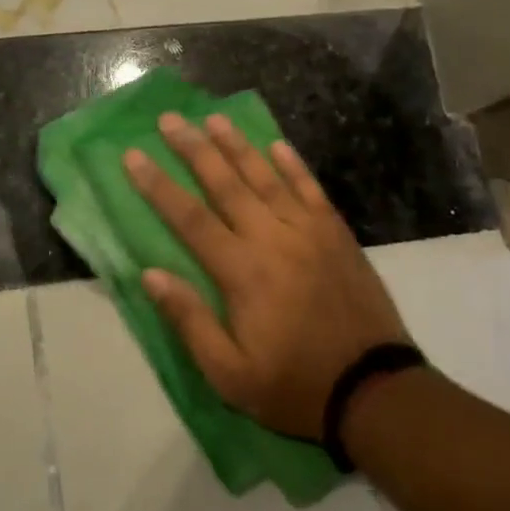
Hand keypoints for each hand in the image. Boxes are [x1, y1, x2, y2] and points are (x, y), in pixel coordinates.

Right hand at [124, 112, 410, 441]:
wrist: (375, 393)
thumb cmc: (293, 387)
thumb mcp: (229, 374)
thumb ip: (189, 320)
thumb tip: (150, 274)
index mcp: (242, 272)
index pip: (189, 218)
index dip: (158, 185)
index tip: (134, 156)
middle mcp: (273, 240)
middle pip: (226, 184)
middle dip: (194, 149)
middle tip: (170, 120)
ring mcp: (309, 233)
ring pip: (267, 178)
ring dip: (238, 146)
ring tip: (213, 118)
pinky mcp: (338, 237)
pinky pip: (311, 191)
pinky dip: (294, 165)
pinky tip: (276, 145)